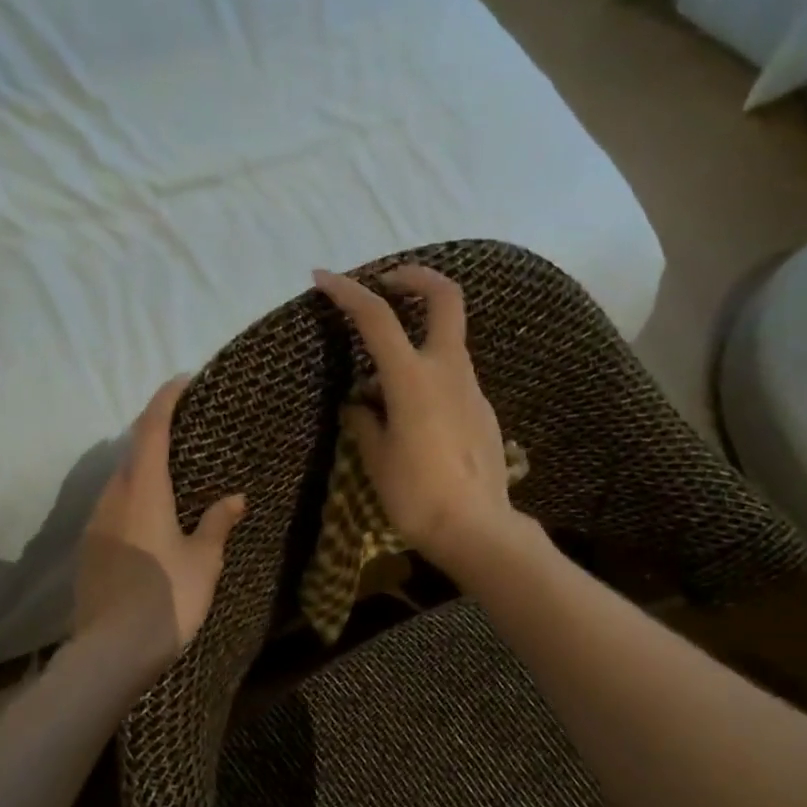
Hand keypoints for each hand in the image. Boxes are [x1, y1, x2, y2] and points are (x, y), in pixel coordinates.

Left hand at [74, 376, 246, 679]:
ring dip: (143, 470)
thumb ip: (217, 524)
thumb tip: (234, 498)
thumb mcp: (203, 561)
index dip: (166, 400)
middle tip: (186, 435)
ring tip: (172, 478)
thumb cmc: (167, 599)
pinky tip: (151, 520)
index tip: (182, 381)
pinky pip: (113, 509)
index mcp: (143, 491)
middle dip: (155, 435)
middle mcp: (113, 498)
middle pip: (132, 452)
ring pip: (120, 482)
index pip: (151, 429)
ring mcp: (95, 524)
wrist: (111, 651)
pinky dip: (133, 499)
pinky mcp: (88, 549)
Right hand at [313, 265, 526, 579]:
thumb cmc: (417, 495)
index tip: (323, 279)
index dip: (347, 292)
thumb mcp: (378, 458)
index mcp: (413, 378)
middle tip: (387, 284)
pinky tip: (412, 415)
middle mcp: (448, 370)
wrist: (477, 529)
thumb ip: (365, 422)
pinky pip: (452, 378)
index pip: (377, 317)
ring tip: (383, 380)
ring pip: (447, 342)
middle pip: (445, 297)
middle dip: (416, 277)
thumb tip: (359, 405)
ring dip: (417, 339)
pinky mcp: (483, 410)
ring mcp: (472, 389)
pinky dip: (429, 376)